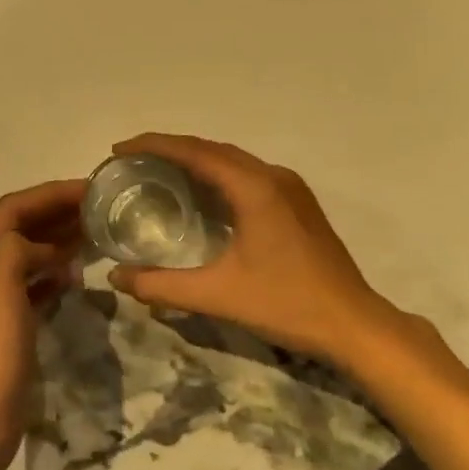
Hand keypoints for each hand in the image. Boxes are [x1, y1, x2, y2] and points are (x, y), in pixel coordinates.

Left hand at [0, 179, 86, 469]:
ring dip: (58, 239)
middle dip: (56, 211)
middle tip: (99, 209)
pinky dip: (55, 272)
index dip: (49, 193)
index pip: (13, 209)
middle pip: (21, 227)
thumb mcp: (0, 294)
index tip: (89, 189)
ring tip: (95, 234)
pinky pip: (35, 285)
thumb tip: (44, 245)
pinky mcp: (12, 326)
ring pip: (30, 255)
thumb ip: (16, 253)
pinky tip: (76, 276)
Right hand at [105, 133, 431, 367]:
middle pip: (212, 149)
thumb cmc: (286, 304)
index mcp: (254, 187)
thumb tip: (115, 277)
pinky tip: (201, 196)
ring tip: (158, 172)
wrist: (353, 324)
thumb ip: (162, 286)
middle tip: (132, 162)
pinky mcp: (297, 203)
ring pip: (232, 161)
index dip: (154, 145)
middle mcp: (273, 176)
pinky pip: (248, 175)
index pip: (195, 152)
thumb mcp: (218, 295)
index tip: (119, 150)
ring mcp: (290, 188)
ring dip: (195, 160)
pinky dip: (217, 175)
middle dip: (170, 149)